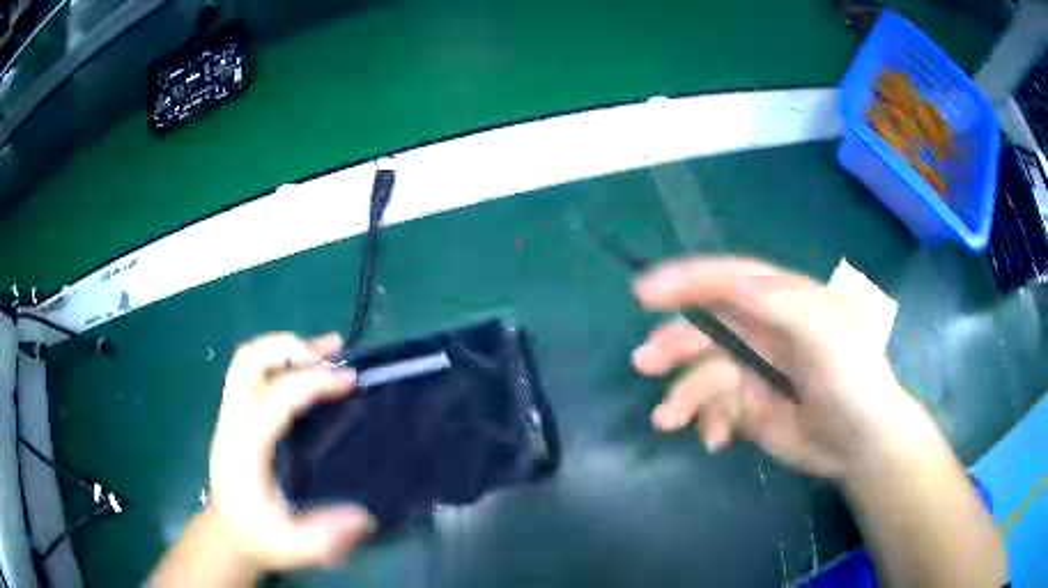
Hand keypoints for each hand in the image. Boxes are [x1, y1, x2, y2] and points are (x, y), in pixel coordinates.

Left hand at [209, 332, 374, 570]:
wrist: (227, 535)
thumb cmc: (260, 538)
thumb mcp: (295, 547)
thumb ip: (327, 535)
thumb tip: (365, 515)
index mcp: (245, 448)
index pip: (274, 397)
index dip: (312, 382)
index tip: (349, 380)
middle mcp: (233, 421)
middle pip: (249, 360)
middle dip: (291, 347)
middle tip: (333, 352)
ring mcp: (230, 415)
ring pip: (248, 359)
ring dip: (286, 348)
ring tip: (326, 349)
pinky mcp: (235, 416)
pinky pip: (253, 373)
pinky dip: (281, 361)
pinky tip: (306, 368)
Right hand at [632, 257, 921, 479]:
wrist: (862, 445)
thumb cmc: (855, 379)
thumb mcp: (828, 334)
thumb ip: (784, 305)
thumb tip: (735, 286)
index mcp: (784, 302)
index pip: (730, 280)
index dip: (688, 280)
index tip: (645, 291)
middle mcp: (764, 332)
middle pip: (707, 328)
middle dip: (675, 344)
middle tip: (644, 362)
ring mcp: (755, 372)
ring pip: (704, 374)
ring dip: (683, 396)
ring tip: (669, 421)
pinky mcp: (750, 408)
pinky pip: (715, 410)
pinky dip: (708, 423)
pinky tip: (717, 441)